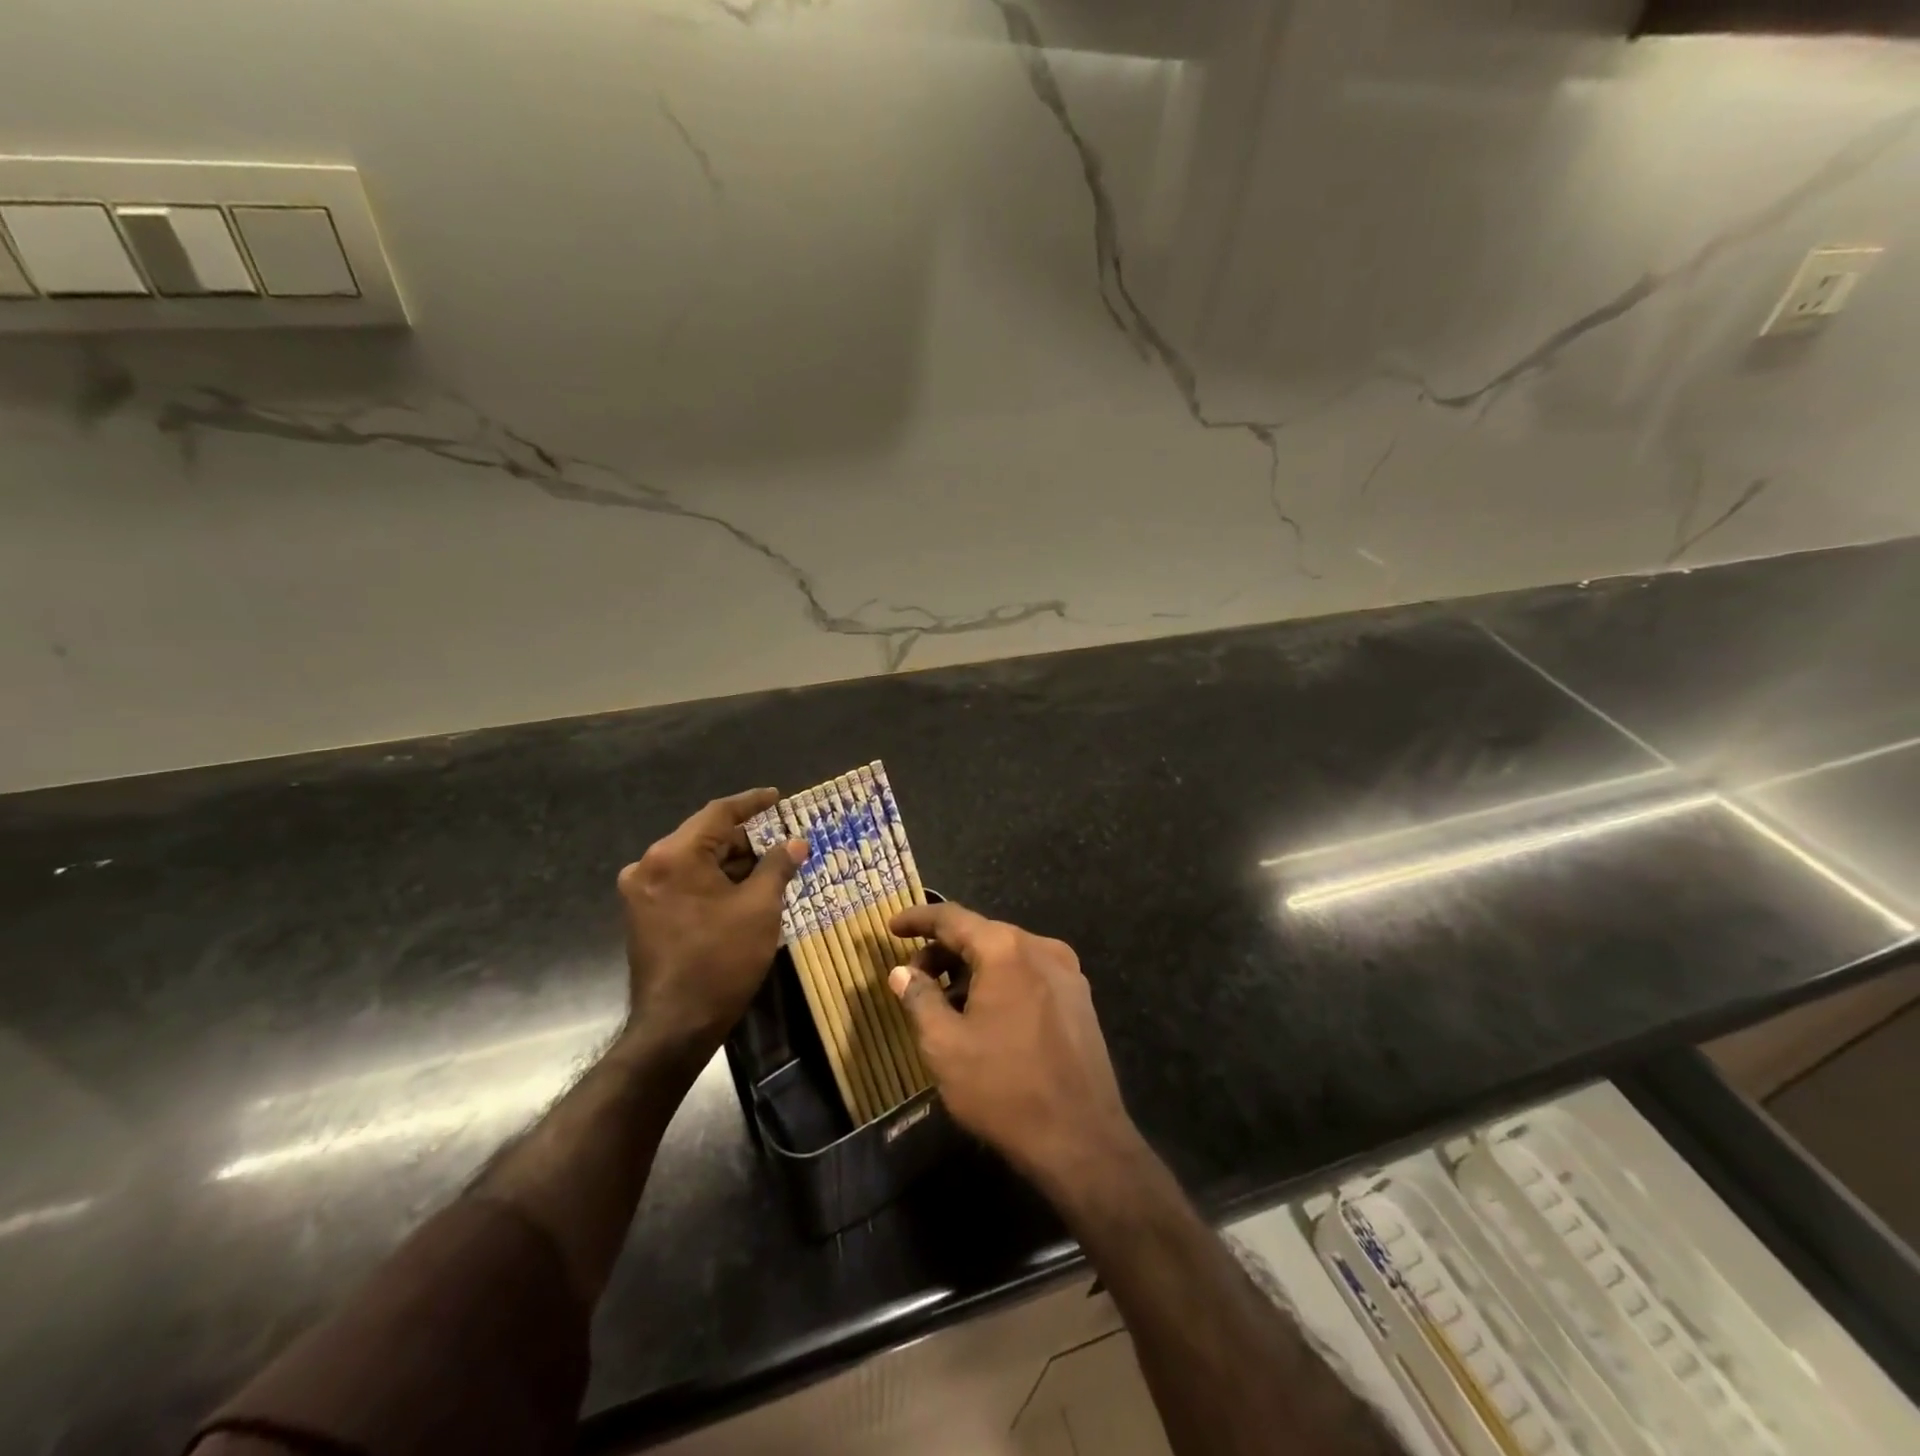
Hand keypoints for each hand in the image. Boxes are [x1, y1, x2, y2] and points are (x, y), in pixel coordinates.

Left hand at [618, 788, 804, 1061]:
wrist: (675, 1026)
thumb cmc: (721, 960)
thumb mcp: (760, 908)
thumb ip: (778, 866)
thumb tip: (796, 843)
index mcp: (674, 855)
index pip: (719, 813)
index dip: (752, 803)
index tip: (777, 797)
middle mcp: (649, 865)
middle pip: (705, 837)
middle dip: (746, 840)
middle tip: (782, 843)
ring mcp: (642, 892)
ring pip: (695, 861)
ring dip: (731, 863)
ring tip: (769, 869)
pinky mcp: (643, 915)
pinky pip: (684, 882)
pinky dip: (713, 882)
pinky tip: (743, 892)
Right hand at [887, 901, 1141, 1194]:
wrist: (1081, 1139)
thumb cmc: (1003, 1088)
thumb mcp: (945, 1045)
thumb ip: (919, 999)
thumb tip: (902, 972)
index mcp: (1006, 949)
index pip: (952, 918)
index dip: (918, 920)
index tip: (891, 927)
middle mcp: (1041, 947)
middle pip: (982, 934)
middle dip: (943, 951)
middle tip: (914, 978)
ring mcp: (1067, 972)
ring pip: (1007, 956)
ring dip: (972, 970)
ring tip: (946, 1003)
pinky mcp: (1080, 999)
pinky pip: (1029, 975)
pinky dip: (1000, 982)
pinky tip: (984, 1015)